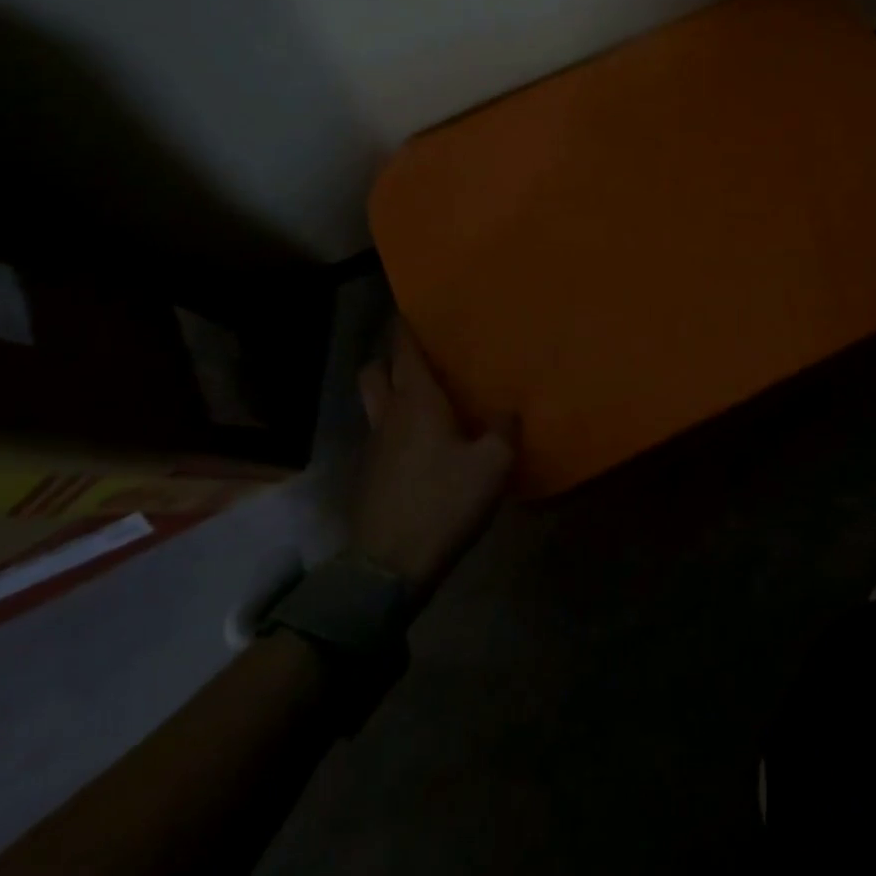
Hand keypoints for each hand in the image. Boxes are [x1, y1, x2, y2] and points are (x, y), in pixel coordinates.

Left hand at [348, 325, 514, 600]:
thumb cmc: (443, 503)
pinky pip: (378, 435)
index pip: (404, 351)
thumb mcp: (493, 466)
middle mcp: (388, 415)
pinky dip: (393, 428)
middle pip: (374, 371)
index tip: (409, 309)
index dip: (405, 327)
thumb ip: (503, 431)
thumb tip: (507, 411)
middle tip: (416, 357)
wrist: (389, 566)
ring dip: (388, 392)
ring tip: (420, 399)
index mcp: (417, 402)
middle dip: (389, 357)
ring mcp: (372, 447)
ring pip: (373, 403)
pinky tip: (419, 446)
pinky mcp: (368, 476)